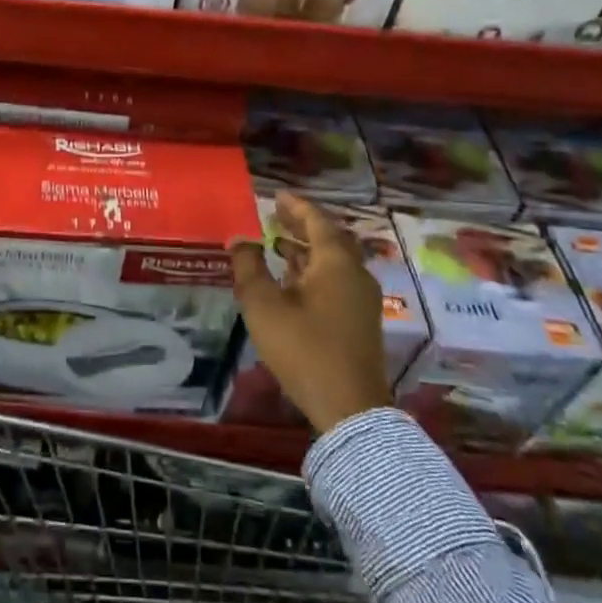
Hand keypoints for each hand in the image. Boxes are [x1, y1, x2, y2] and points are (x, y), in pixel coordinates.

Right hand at [229, 191, 389, 433]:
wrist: (349, 407)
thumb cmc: (303, 348)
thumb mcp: (263, 305)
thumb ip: (248, 267)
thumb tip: (239, 239)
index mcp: (336, 263)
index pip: (317, 221)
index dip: (296, 206)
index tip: (276, 195)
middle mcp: (355, 274)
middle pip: (329, 239)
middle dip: (302, 226)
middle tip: (276, 216)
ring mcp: (362, 300)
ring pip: (334, 262)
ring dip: (307, 250)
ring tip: (277, 245)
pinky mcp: (360, 321)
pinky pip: (337, 281)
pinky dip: (314, 271)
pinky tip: (293, 282)